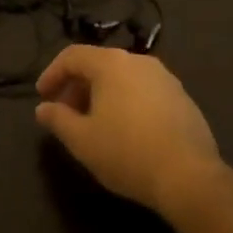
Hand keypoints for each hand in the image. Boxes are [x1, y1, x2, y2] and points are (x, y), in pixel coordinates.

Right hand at [35, 46, 227, 218]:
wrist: (189, 177)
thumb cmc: (126, 153)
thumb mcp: (81, 140)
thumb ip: (57, 119)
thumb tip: (43, 108)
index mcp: (112, 64)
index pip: (72, 56)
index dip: (52, 74)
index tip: (43, 97)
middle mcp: (139, 62)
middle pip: (99, 64)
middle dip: (76, 87)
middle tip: (65, 114)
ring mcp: (165, 78)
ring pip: (122, 78)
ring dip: (101, 95)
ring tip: (93, 125)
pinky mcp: (182, 98)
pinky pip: (143, 92)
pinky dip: (125, 103)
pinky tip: (125, 132)